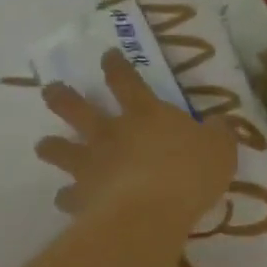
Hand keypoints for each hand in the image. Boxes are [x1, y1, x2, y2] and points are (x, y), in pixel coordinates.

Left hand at [35, 49, 236, 229]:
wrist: (152, 211)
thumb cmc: (190, 172)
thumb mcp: (221, 148)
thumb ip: (218, 134)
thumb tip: (219, 124)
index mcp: (145, 114)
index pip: (126, 80)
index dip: (116, 66)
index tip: (107, 56)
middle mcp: (110, 133)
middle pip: (77, 108)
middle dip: (62, 97)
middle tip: (51, 90)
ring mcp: (91, 165)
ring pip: (60, 149)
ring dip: (52, 146)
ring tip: (45, 145)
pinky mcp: (82, 198)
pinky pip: (68, 196)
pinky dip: (68, 197)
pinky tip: (69, 201)